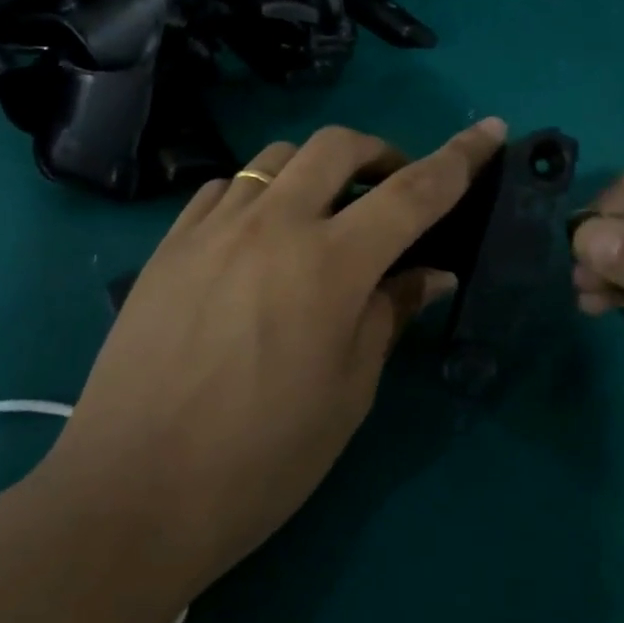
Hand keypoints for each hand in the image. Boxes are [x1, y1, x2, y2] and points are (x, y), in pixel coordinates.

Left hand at [46, 118, 506, 596]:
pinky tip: (258, 234)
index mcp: (330, 265)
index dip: (461, 157)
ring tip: (323, 214)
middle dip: (379, 152)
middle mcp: (273, 225)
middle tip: (391, 188)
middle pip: (337, 145)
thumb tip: (430, 273)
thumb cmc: (262, 458)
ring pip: (277, 157)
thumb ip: (390, 314)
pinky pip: (224, 189)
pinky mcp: (169, 245)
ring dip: (316, 170)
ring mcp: (213, 228)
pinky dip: (259, 193)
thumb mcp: (348, 392)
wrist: (132, 494)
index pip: (414, 191)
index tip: (491, 129)